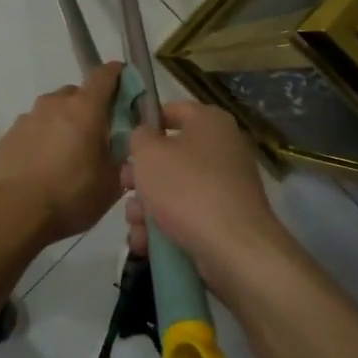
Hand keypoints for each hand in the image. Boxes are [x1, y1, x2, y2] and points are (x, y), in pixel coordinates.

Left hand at [0, 62, 125, 244]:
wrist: (11, 214)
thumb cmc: (69, 196)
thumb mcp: (111, 183)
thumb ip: (123, 157)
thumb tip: (124, 146)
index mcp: (84, 109)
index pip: (104, 75)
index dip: (117, 75)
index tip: (125, 85)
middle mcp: (54, 104)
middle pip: (76, 94)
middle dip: (89, 108)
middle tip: (96, 136)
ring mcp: (27, 119)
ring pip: (52, 112)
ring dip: (63, 125)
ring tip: (66, 157)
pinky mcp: (7, 137)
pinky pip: (32, 130)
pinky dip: (41, 141)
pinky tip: (42, 168)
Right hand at [124, 101, 285, 285]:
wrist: (233, 247)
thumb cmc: (186, 189)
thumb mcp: (149, 154)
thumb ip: (139, 136)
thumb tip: (145, 136)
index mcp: (210, 122)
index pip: (173, 110)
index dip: (145, 123)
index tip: (124, 143)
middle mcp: (222, 149)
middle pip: (170, 155)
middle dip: (141, 176)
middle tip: (125, 189)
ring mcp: (225, 186)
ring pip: (174, 190)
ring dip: (147, 208)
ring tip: (135, 225)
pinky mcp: (223, 218)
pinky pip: (186, 215)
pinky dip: (164, 228)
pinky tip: (145, 244)